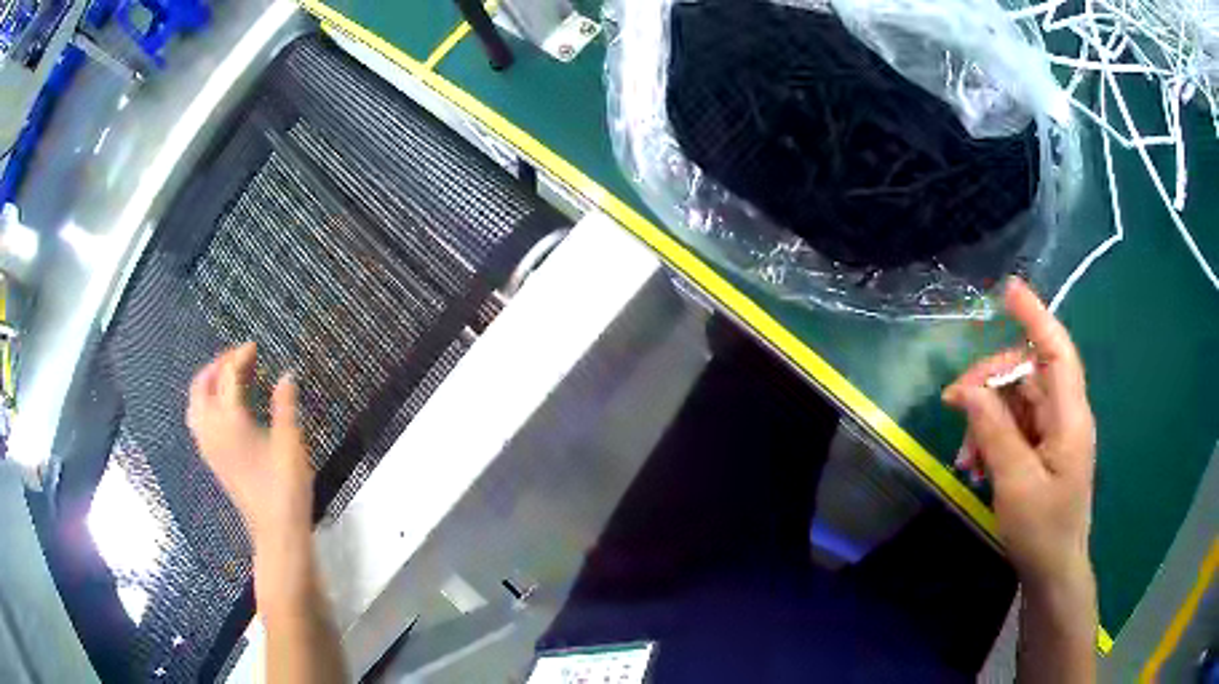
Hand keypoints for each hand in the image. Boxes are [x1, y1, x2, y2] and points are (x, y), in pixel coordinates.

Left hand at [187, 343, 313, 558]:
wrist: (276, 531)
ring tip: (227, 378)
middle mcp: (212, 429)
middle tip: (239, 358)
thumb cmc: (286, 486)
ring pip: (195, 404)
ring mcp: (208, 446)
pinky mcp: (212, 459)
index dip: (241, 356)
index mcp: (230, 420)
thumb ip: (285, 405)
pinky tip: (222, 409)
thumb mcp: (291, 442)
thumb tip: (286, 375)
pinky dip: (205, 403)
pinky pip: (198, 420)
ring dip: (208, 383)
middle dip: (218, 365)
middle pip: (203, 385)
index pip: (229, 376)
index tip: (255, 346)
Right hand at [942, 278, 1095, 587]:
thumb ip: (995, 432)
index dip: (1035, 317)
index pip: (1057, 351)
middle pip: (1028, 373)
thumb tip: (971, 390)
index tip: (1009, 290)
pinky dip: (992, 439)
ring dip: (986, 420)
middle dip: (990, 384)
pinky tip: (976, 465)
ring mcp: (1054, 432)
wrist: (1053, 571)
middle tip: (953, 404)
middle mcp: (1065, 415)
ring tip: (965, 458)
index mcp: (1069, 417)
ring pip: (1016, 401)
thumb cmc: (1042, 530)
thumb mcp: (1016, 483)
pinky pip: (1015, 427)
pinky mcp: (1043, 449)